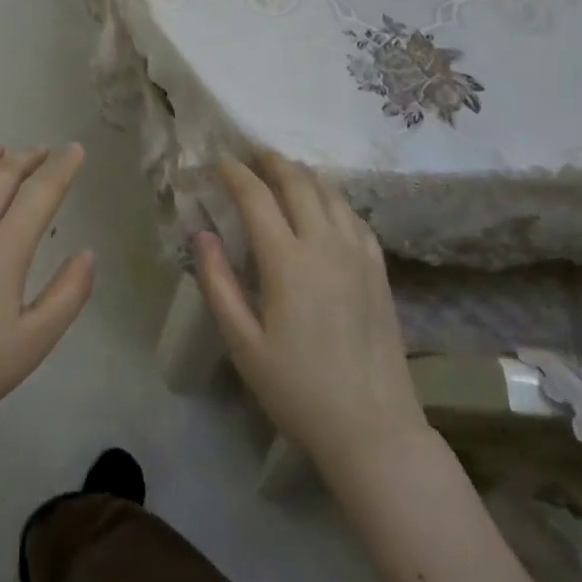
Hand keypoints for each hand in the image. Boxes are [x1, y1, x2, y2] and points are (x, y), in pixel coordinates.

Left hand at [0, 145, 93, 450]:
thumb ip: (68, 293)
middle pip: (2, 174)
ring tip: (2, 152)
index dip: (62, 167)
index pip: (41, 191)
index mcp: (5, 246)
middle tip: (42, 152)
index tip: (75, 150)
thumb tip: (87, 254)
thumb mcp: (35, 340)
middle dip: (27, 157)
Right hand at [195, 152, 424, 476]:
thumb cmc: (297, 389)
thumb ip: (217, 282)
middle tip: (253, 153)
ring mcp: (359, 255)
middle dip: (273, 162)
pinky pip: (355, 217)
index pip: (257, 197)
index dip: (235, 173)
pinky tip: (327, 207)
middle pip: (299, 183)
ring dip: (305, 176)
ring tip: (286, 172)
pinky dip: (334, 200)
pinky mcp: (379, 270)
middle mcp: (326, 245)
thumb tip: (202, 233)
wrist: (373, 427)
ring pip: (331, 194)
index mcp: (287, 261)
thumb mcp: (242, 342)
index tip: (219, 159)